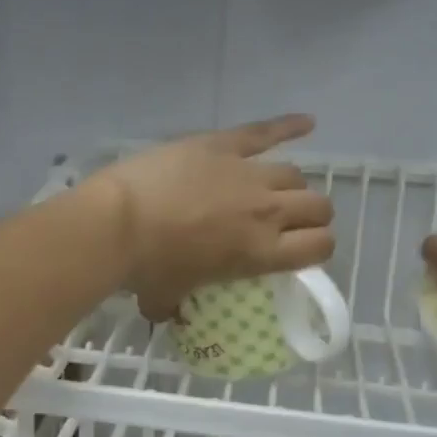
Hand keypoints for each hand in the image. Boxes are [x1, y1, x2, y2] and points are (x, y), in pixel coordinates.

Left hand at [85, 115, 334, 320]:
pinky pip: (265, 132)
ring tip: (278, 190)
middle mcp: (267, 211)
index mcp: (261, 253)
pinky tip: (308, 122)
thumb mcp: (166, 298)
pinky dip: (289, 126)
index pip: (319, 247)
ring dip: (292, 185)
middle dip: (313, 215)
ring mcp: (247, 173)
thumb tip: (166, 313)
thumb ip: (174, 307)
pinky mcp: (222, 145)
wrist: (117, 221)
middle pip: (317, 206)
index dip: (318, 248)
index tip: (304, 250)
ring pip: (295, 174)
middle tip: (293, 222)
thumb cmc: (145, 267)